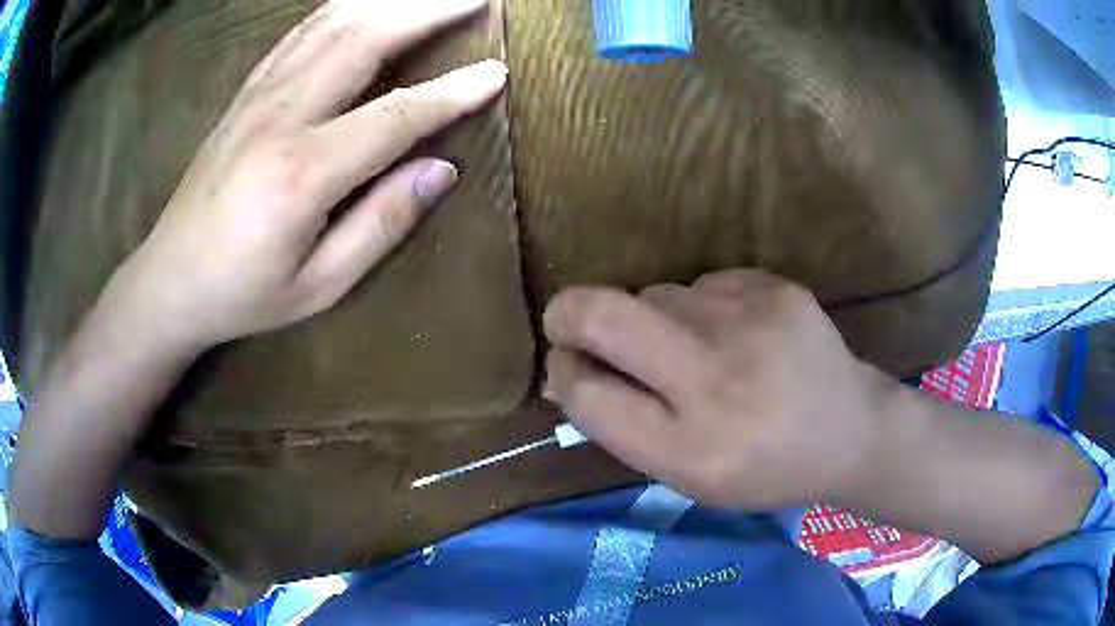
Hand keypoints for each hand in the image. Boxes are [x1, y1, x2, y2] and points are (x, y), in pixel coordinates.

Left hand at [103, 0, 504, 353]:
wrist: (168, 280)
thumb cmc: (241, 294)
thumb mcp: (318, 286)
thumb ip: (381, 225)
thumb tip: (440, 171)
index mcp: (303, 173)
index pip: (396, 115)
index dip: (452, 92)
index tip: (497, 74)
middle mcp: (281, 116)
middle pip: (365, 40)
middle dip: (429, 11)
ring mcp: (258, 97)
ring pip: (333, 23)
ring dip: (391, 0)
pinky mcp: (246, 93)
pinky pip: (300, 34)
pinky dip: (342, 7)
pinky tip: (368, 1)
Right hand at [543, 269, 889, 509]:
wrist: (851, 429)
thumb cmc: (764, 468)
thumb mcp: (688, 478)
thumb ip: (624, 428)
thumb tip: (568, 370)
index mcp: (690, 448)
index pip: (587, 393)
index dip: (563, 373)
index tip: (566, 365)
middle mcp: (716, 380)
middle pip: (603, 316)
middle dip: (568, 314)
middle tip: (571, 325)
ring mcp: (749, 322)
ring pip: (653, 294)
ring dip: (650, 320)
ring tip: (694, 350)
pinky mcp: (773, 287)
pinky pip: (701, 284)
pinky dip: (699, 308)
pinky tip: (736, 334)